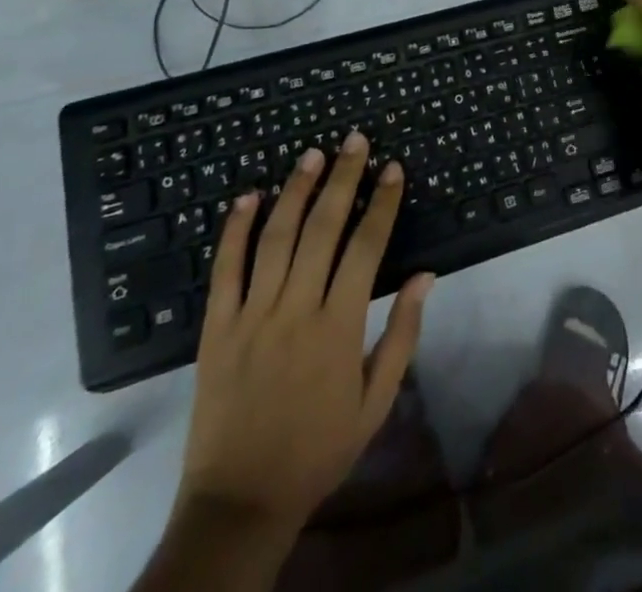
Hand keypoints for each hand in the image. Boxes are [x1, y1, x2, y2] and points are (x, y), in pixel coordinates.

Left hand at [176, 131, 434, 539]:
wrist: (240, 501)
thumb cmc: (318, 449)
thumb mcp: (376, 403)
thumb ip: (402, 335)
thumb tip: (426, 276)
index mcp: (339, 326)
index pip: (366, 246)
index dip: (382, 202)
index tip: (392, 168)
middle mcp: (296, 309)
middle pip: (322, 228)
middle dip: (343, 178)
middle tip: (355, 140)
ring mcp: (251, 315)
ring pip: (275, 237)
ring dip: (295, 190)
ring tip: (312, 154)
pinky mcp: (215, 328)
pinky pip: (224, 269)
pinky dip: (235, 230)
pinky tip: (248, 197)